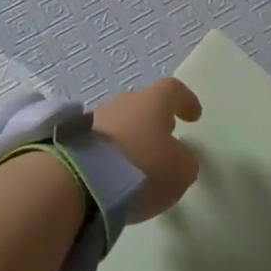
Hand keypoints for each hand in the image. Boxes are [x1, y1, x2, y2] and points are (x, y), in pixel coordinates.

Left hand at [91, 77, 202, 222]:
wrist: (83, 180)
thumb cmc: (143, 167)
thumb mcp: (181, 170)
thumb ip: (185, 160)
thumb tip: (179, 156)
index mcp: (153, 101)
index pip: (173, 90)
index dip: (185, 101)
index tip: (193, 115)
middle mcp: (124, 102)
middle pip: (144, 105)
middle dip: (155, 121)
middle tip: (164, 141)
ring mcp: (96, 118)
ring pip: (121, 123)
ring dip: (132, 139)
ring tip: (138, 165)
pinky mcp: (76, 140)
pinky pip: (102, 143)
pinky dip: (112, 155)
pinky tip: (116, 174)